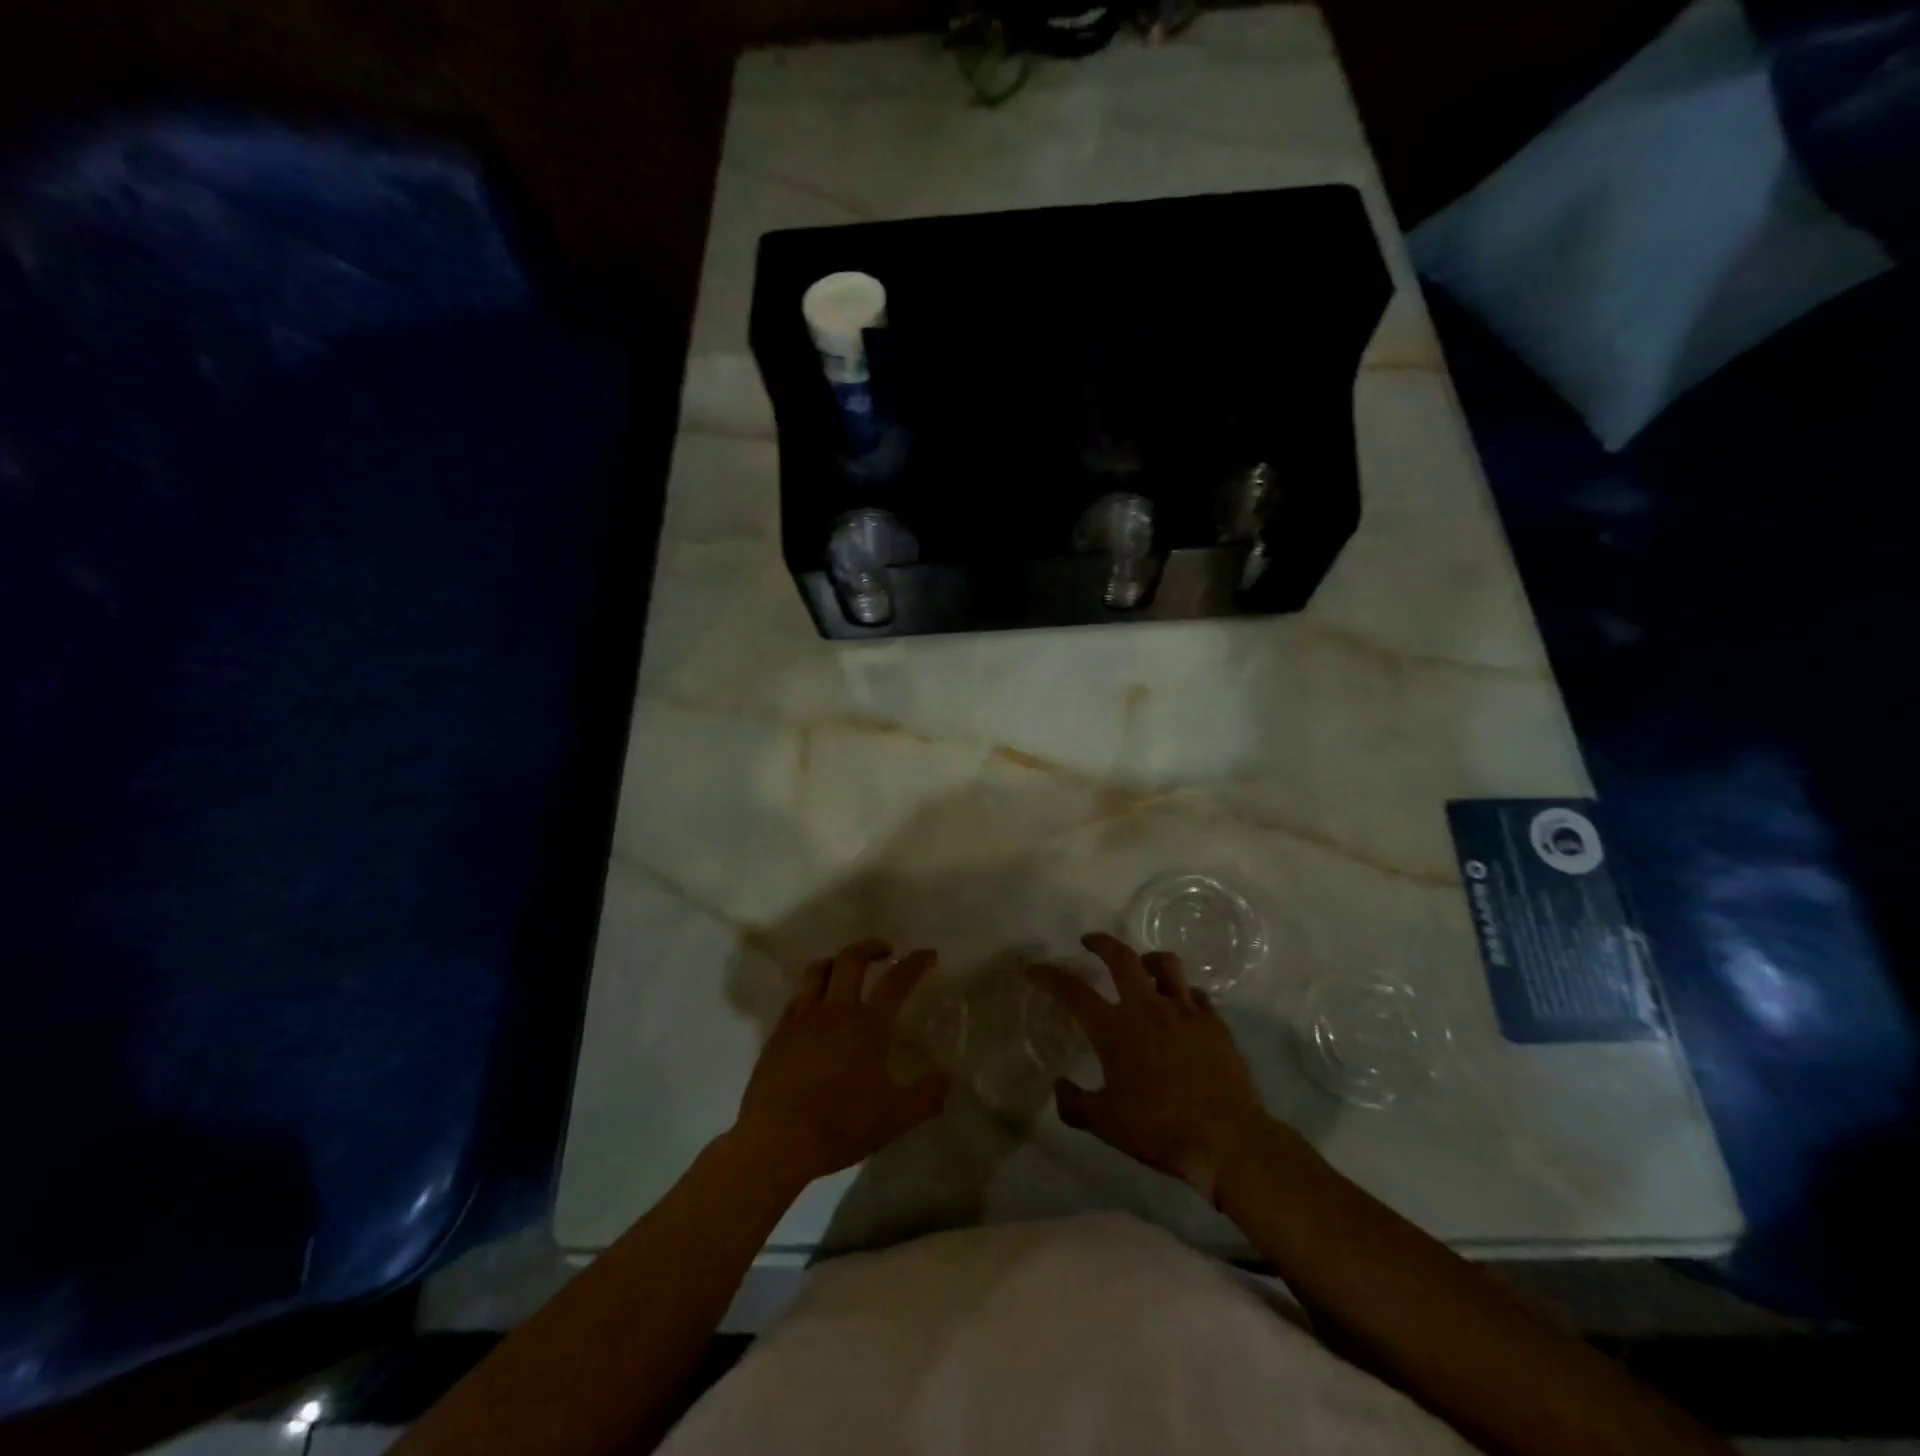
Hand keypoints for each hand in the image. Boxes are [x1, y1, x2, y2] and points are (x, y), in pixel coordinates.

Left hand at [732, 940, 950, 1190]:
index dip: (915, 964)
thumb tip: (947, 1079)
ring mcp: (802, 1018)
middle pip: (852, 960)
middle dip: (871, 947)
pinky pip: (798, 994)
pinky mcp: (779, 1032)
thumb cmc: (839, 1127)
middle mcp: (835, 1011)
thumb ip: (925, 1097)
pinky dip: (812, 987)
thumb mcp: (893, 1119)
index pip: (897, 982)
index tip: (928, 954)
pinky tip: (816, 1004)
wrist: (775, 1142)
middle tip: (885, 952)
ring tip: (847, 969)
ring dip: (838, 961)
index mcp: (868, 1026)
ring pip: (819, 969)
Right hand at [1030, 932, 1268, 1202]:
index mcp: (1115, 1028)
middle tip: (1090, 942)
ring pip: (1165, 964)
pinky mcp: (1215, 1022)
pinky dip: (1182, 992)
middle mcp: (1148, 1008)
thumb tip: (1059, 1086)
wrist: (1227, 1139)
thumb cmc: (1159, 1129)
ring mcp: (1185, 1011)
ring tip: (1142, 966)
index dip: (1049, 975)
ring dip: (1147, 959)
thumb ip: (1075, 1104)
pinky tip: (1180, 1006)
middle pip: (1122, 957)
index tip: (1034, 968)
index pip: (1073, 991)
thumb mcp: (1105, 1124)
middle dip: (1101, 943)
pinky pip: (1196, 993)